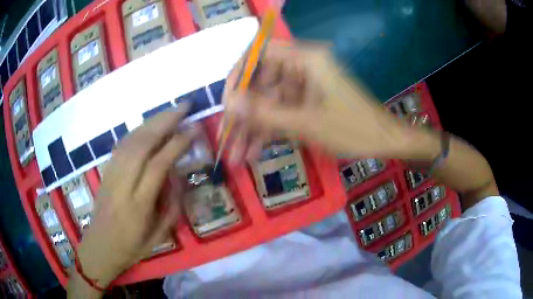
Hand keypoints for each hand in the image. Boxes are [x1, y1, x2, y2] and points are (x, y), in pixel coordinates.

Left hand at [71, 104, 196, 290]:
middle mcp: (122, 185)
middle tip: (184, 106)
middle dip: (165, 121)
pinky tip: (149, 125)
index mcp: (138, 205)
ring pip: (131, 140)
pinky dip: (137, 131)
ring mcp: (111, 175)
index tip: (194, 129)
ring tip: (171, 111)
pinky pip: (121, 145)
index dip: (177, 143)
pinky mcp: (105, 172)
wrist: (99, 247)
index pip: (158, 165)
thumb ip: (172, 208)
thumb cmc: (131, 248)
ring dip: (152, 121)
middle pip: (142, 144)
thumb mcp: (159, 238)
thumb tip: (179, 177)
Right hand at [222, 40, 411, 161]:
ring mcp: (304, 85)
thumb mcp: (307, 123)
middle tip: (227, 139)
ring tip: (236, 156)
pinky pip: (281, 112)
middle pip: (261, 83)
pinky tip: (253, 153)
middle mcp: (303, 66)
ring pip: (269, 102)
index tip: (227, 102)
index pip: (259, 53)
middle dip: (243, 114)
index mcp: (306, 59)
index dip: (238, 75)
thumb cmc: (353, 130)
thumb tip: (229, 103)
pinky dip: (269, 131)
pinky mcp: (307, 101)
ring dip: (253, 129)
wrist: (384, 142)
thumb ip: (266, 113)